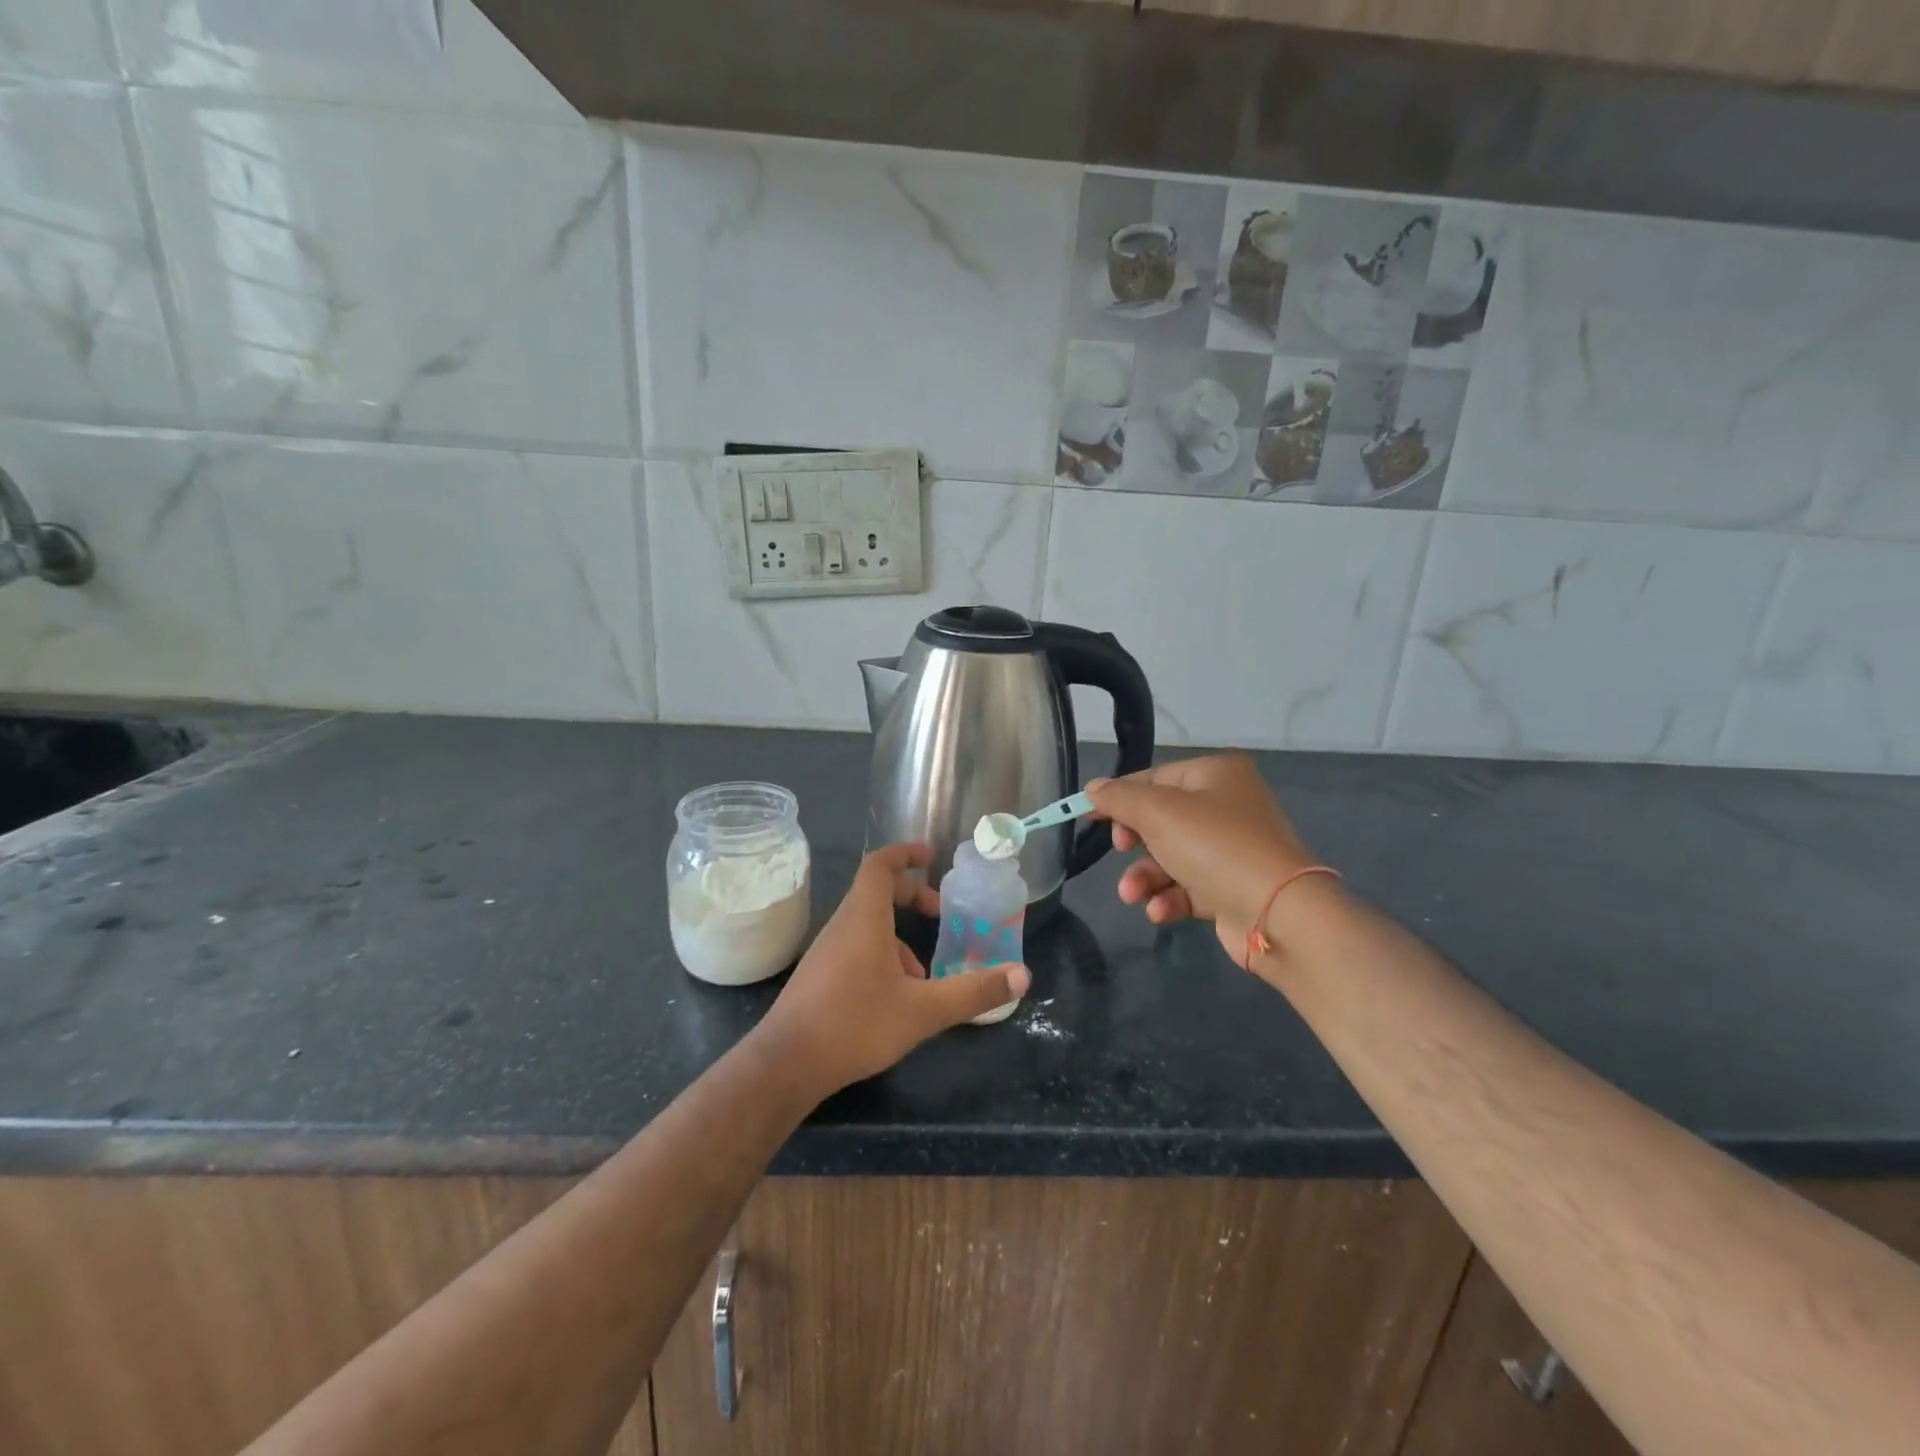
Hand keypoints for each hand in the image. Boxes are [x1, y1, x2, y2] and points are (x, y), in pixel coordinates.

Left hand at [758, 843, 1029, 1094]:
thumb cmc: (855, 1024)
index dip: (905, 853)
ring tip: (925, 974)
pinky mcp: (819, 976)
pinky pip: (856, 947)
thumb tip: (1023, 975)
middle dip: (912, 897)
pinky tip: (895, 998)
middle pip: (876, 892)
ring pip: (867, 925)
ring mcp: (826, 951)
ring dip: (899, 936)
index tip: (931, 856)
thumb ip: (973, 992)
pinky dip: (881, 956)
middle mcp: (842, 925)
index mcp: (864, 918)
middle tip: (941, 915)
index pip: (880, 865)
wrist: (785, 1065)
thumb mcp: (923, 1010)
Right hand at [1087, 754, 1318, 962]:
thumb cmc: (1215, 846)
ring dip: (1145, 877)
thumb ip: (1119, 798)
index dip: (1118, 796)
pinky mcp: (1231, 888)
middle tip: (1121, 850)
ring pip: (1170, 857)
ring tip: (1133, 895)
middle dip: (1134, 842)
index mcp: (1216, 774)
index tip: (1085, 815)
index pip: (1154, 777)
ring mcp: (1232, 850)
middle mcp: (1227, 806)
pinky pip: (1188, 887)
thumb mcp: (1158, 812)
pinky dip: (1169, 898)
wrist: (1278, 913)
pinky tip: (1159, 911)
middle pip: (1160, 818)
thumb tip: (1093, 788)